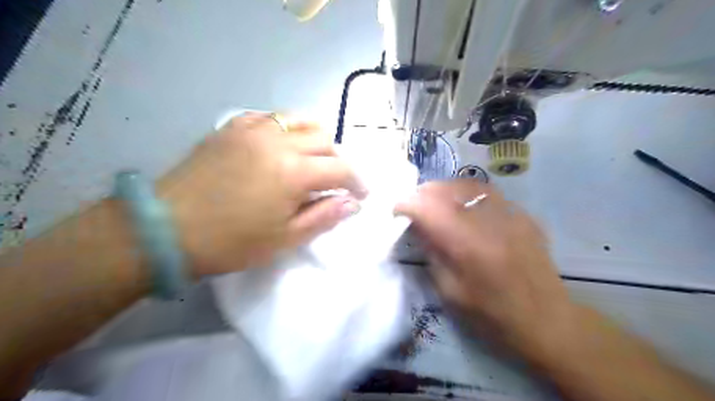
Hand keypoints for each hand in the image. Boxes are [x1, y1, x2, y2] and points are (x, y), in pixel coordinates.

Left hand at [158, 113, 364, 275]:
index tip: (361, 194)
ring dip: (316, 139)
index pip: (341, 169)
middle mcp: (279, 141)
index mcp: (294, 172)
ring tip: (312, 159)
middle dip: (338, 161)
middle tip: (334, 182)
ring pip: (301, 120)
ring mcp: (254, 129)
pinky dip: (287, 128)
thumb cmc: (231, 242)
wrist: (166, 229)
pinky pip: (271, 117)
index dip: (357, 182)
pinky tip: (282, 146)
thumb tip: (352, 203)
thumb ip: (324, 216)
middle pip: (325, 140)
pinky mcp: (233, 127)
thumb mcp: (285, 238)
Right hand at [393, 180, 576, 358]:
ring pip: (469, 184)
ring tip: (436, 201)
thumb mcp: (450, 292)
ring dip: (445, 189)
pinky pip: (489, 193)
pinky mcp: (524, 216)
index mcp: (468, 245)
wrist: (548, 322)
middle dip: (423, 193)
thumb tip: (417, 226)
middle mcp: (490, 222)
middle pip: (448, 189)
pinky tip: (465, 208)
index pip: (428, 208)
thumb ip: (432, 253)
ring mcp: (511, 215)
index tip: (396, 210)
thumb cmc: (493, 316)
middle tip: (413, 205)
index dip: (406, 204)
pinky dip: (468, 194)